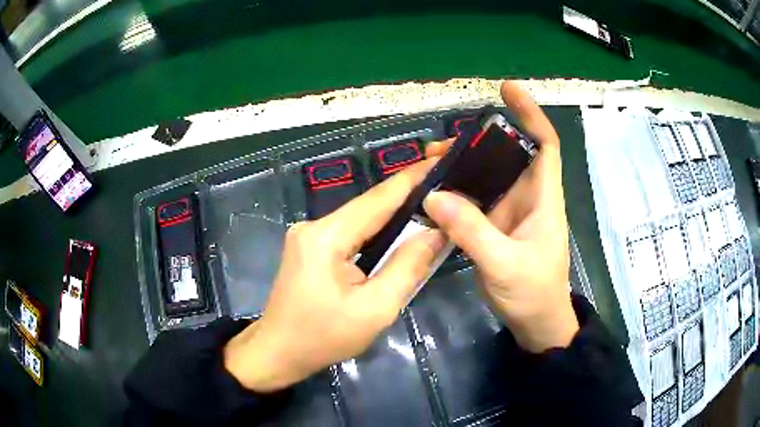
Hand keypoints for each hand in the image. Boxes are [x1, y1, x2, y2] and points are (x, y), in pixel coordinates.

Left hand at [224, 160, 446, 391]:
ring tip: (430, 209)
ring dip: (393, 217)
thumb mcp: (375, 309)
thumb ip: (408, 267)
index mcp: (326, 237)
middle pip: (369, 206)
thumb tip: (436, 232)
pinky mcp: (310, 247)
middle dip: (407, 197)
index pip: (378, 199)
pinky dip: (376, 234)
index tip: (441, 161)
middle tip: (445, 189)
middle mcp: (314, 226)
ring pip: (360, 220)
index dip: (412, 179)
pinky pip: (350, 233)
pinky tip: (398, 235)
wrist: (278, 353)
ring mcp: (308, 235)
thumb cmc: (324, 337)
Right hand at [423, 81, 578, 352]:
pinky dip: (457, 194)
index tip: (508, 90)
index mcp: (543, 198)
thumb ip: (472, 231)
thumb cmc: (533, 293)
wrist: (536, 324)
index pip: (544, 144)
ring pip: (488, 178)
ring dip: (462, 169)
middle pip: (507, 156)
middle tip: (441, 145)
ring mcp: (510, 213)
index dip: (530, 114)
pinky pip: (475, 202)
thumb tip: (434, 195)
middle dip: (478, 143)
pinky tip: (434, 195)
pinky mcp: (496, 228)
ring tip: (429, 166)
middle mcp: (528, 198)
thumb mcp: (503, 263)